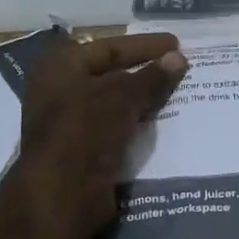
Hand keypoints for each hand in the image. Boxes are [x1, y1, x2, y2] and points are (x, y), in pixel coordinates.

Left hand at [18, 31, 187, 236]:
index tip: (176, 44)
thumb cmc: (86, 128)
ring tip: (177, 92)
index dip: (143, 45)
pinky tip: (162, 121)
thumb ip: (152, 76)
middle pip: (110, 74)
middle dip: (144, 72)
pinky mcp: (81, 151)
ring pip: (114, 103)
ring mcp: (68, 122)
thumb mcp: (123, 96)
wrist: (62, 194)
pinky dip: (135, 122)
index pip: (109, 47)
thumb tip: (178, 58)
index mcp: (60, 66)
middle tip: (179, 67)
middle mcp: (59, 89)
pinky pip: (114, 127)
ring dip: (142, 99)